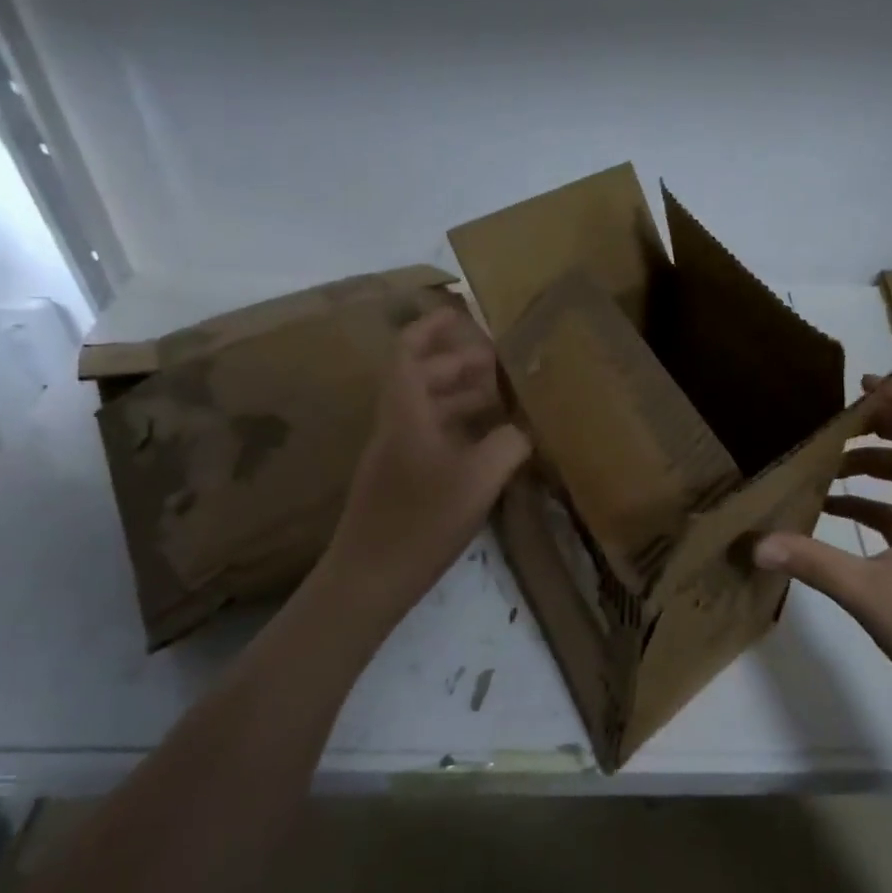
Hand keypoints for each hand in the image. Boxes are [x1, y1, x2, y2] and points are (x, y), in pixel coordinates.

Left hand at [323, 306, 531, 608]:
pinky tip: (489, 443)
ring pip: (428, 408)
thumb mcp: (478, 479)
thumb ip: (508, 444)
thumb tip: (523, 429)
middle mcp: (396, 424)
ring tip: (504, 399)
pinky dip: (459, 428)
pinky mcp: (400, 479)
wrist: (368, 579)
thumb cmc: (420, 521)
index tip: (461, 313)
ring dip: (462, 397)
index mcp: (405, 412)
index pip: (409, 351)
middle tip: (502, 364)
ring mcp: (395, 453)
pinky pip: (432, 435)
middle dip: (460, 363)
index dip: (432, 327)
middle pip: (423, 377)